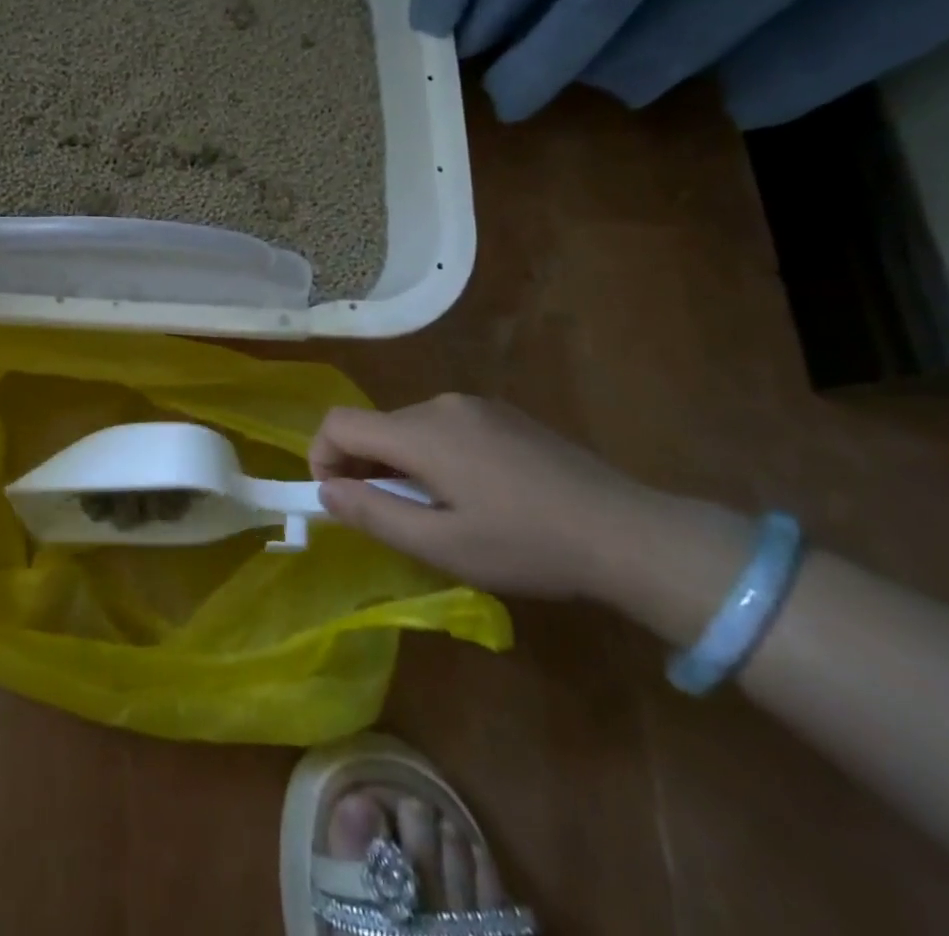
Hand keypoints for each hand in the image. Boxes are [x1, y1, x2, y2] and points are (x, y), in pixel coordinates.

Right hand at [310, 395, 653, 598]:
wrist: (627, 532)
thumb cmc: (526, 545)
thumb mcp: (441, 544)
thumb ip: (373, 513)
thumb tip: (325, 491)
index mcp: (421, 431)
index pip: (340, 423)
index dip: (322, 458)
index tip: (339, 500)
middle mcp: (441, 404)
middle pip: (375, 425)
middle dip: (363, 467)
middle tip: (389, 519)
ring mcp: (476, 406)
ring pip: (410, 427)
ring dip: (400, 464)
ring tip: (436, 513)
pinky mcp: (504, 415)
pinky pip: (445, 427)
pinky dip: (433, 455)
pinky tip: (474, 495)